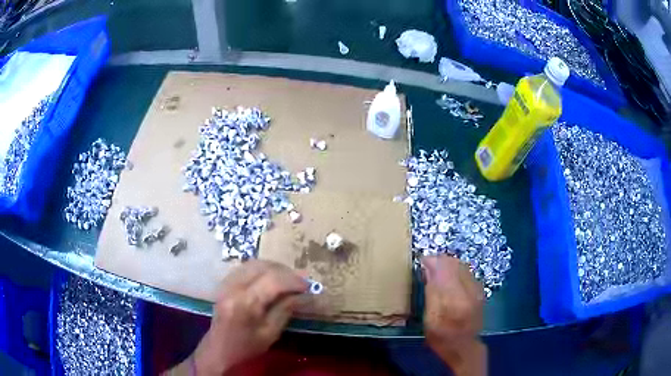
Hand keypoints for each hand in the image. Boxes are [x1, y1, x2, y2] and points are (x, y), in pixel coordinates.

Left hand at [188, 260, 307, 374]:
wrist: (219, 349)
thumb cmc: (246, 346)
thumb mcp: (270, 333)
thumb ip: (286, 309)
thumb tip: (305, 294)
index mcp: (245, 303)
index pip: (273, 280)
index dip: (294, 280)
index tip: (309, 287)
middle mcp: (233, 286)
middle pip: (263, 266)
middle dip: (286, 271)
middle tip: (300, 282)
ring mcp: (226, 282)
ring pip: (254, 263)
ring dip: (275, 268)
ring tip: (288, 280)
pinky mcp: (224, 282)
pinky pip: (246, 267)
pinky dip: (262, 269)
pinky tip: (271, 280)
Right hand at [423, 255, 486, 375]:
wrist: (464, 347)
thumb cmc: (442, 337)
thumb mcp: (430, 319)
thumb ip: (431, 293)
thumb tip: (428, 270)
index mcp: (455, 299)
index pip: (445, 269)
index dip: (433, 261)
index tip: (421, 261)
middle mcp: (469, 290)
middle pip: (455, 264)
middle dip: (440, 260)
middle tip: (427, 264)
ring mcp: (477, 289)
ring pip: (462, 266)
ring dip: (448, 264)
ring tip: (436, 269)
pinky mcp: (479, 290)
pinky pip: (467, 272)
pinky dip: (456, 270)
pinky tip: (448, 277)